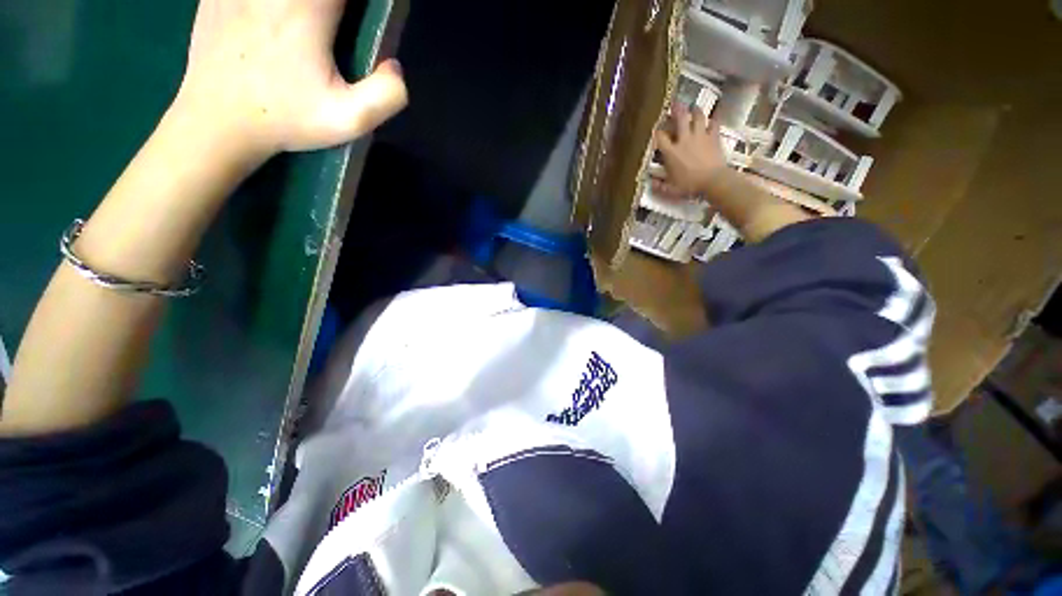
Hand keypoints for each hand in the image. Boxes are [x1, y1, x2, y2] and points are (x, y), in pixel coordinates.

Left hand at [173, 0, 408, 160]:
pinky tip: (274, 25)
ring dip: (306, 9)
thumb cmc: (285, 120)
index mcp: (307, 7)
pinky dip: (275, 8)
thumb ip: (387, 94)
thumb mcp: (349, 120)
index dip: (359, 5)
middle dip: (335, 9)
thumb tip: (393, 65)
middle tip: (338, 28)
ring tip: (304, 33)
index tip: (362, 20)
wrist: (216, 120)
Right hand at [652, 106, 728, 198]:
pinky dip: (713, 121)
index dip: (657, 132)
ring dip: (696, 111)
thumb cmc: (690, 186)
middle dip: (677, 110)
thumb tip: (651, 184)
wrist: (713, 181)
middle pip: (680, 119)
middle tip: (675, 103)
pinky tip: (712, 119)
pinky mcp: (713, 137)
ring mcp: (700, 137)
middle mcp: (684, 140)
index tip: (656, 130)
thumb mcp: (671, 190)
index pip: (660, 137)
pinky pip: (714, 124)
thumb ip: (660, 186)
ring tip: (694, 107)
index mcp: (671, 153)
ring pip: (698, 117)